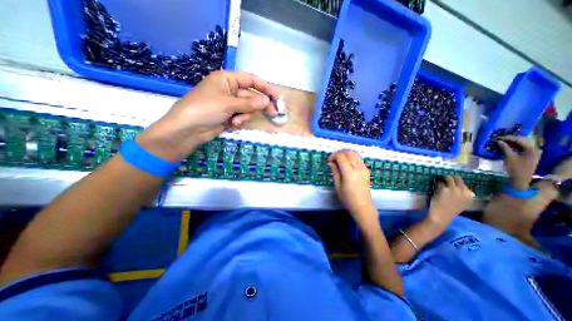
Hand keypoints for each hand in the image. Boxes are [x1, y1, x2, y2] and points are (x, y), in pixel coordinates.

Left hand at [135, 71, 276, 161]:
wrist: (187, 130)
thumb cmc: (205, 109)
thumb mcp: (228, 103)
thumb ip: (249, 102)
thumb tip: (267, 101)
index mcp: (227, 79)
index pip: (250, 79)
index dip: (264, 87)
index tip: (276, 95)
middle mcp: (229, 90)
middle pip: (251, 95)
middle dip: (260, 104)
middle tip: (273, 113)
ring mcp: (229, 103)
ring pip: (248, 107)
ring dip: (246, 114)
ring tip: (237, 120)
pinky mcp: (229, 115)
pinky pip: (242, 115)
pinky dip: (240, 120)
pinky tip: (233, 123)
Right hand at [329, 151, 378, 219]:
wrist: (362, 206)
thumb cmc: (347, 198)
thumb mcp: (338, 185)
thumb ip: (335, 171)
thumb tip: (330, 162)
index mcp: (349, 172)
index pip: (341, 156)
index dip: (333, 156)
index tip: (329, 161)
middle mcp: (358, 168)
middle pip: (349, 152)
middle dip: (339, 153)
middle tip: (333, 159)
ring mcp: (364, 168)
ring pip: (355, 153)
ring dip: (346, 153)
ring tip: (340, 160)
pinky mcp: (366, 169)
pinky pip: (358, 158)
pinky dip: (351, 157)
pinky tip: (347, 163)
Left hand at [429, 175, 473, 227]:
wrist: (441, 215)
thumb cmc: (450, 210)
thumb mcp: (462, 202)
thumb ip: (462, 194)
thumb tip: (458, 185)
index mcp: (470, 195)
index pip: (464, 183)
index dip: (456, 182)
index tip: (451, 182)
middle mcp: (464, 191)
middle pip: (457, 178)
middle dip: (450, 177)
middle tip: (443, 179)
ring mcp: (454, 189)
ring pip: (448, 177)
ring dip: (442, 179)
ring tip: (438, 181)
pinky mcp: (444, 189)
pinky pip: (439, 182)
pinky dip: (436, 183)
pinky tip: (434, 187)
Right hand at [497, 136, 541, 189]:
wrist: (521, 178)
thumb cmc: (515, 168)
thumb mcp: (509, 157)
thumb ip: (505, 148)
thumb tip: (498, 141)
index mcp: (531, 149)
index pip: (520, 140)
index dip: (509, 138)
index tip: (497, 138)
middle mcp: (534, 149)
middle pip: (523, 140)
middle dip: (511, 138)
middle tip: (499, 138)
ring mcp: (532, 152)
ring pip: (522, 143)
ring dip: (512, 142)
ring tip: (501, 141)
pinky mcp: (528, 155)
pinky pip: (521, 147)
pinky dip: (513, 145)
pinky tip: (506, 146)